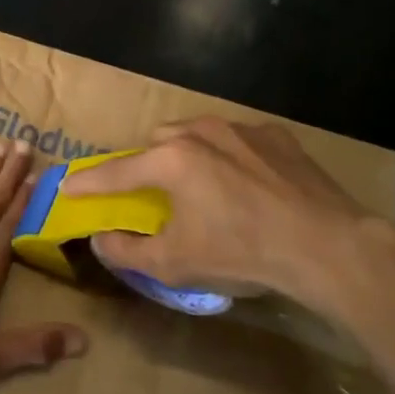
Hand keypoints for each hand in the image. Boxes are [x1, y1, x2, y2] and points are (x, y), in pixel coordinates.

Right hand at [61, 118, 394, 326]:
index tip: (66, 185)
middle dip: (144, 163)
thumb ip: (128, 251)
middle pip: (156, 142)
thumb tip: (101, 240)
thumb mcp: (176, 264)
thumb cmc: (243, 253)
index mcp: (171, 160)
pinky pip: (237, 140)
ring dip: (186, 155)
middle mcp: (200, 132)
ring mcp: (241, 129)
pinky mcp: (276, 137)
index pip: (115, 172)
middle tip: (149, 192)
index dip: (87, 183)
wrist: (328, 247)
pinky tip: (244, 184)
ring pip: (197, 134)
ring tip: (199, 186)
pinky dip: (228, 157)